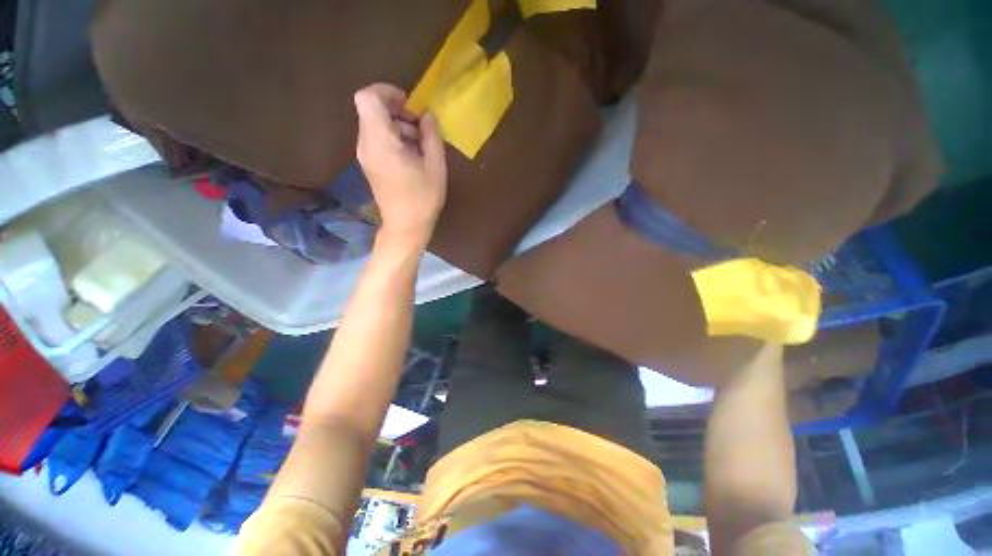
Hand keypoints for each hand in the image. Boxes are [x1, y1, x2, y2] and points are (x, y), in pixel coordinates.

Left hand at [354, 84, 446, 246]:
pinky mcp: (369, 164)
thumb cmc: (423, 199)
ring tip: (421, 145)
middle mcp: (366, 144)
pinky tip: (412, 156)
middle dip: (398, 111)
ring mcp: (365, 155)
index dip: (387, 92)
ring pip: (375, 124)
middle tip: (421, 128)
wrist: (405, 227)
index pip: (367, 97)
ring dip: (398, 126)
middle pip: (372, 109)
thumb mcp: (435, 167)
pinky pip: (377, 139)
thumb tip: (427, 114)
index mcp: (381, 143)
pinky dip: (394, 138)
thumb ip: (431, 136)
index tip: (409, 105)